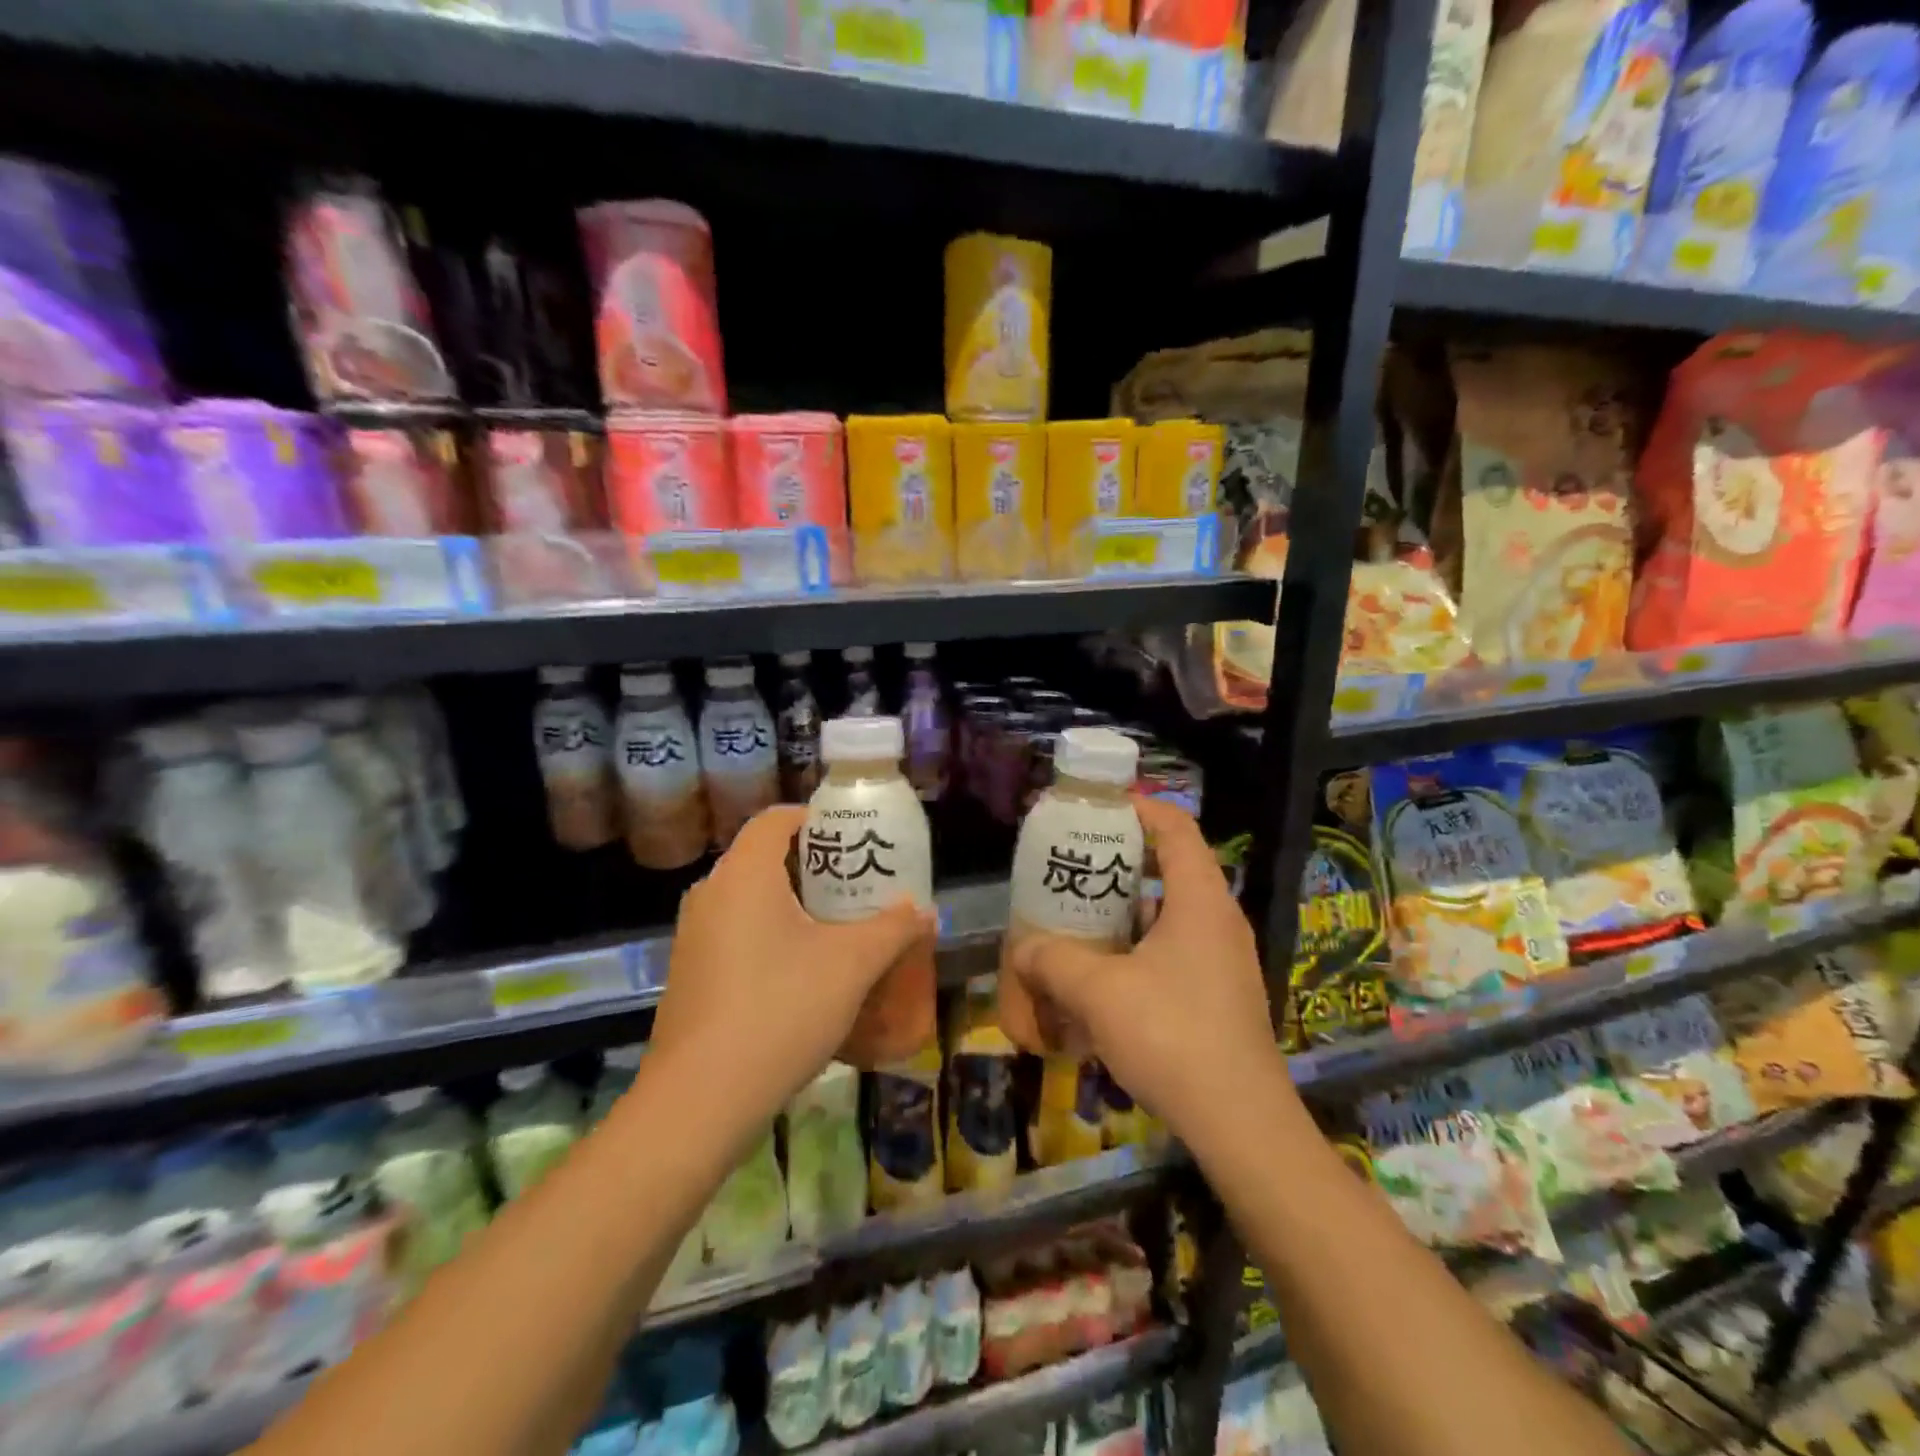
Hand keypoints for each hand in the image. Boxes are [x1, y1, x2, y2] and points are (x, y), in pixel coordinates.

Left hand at [649, 805, 935, 1146]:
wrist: (700, 1101)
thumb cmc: (780, 1010)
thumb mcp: (851, 965)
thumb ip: (893, 929)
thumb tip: (925, 910)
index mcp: (743, 874)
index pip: (777, 819)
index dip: (819, 820)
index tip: (856, 840)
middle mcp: (711, 894)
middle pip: (767, 859)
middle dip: (817, 868)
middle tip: (860, 887)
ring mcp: (695, 936)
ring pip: (752, 900)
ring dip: (797, 906)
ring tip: (841, 929)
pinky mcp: (691, 974)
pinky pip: (738, 933)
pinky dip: (773, 936)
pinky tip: (805, 973)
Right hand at [1007, 797, 1296, 1158]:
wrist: (1241, 1125)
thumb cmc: (1172, 1037)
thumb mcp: (1098, 993)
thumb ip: (1053, 960)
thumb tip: (1024, 948)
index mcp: (1200, 900)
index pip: (1175, 827)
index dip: (1138, 808)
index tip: (1096, 809)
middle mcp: (1219, 920)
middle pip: (1171, 867)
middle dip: (1120, 862)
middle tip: (1075, 867)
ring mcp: (1224, 960)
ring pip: (1170, 914)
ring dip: (1126, 911)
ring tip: (1080, 918)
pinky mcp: (1220, 995)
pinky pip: (1175, 952)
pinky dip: (1138, 949)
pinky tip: (1103, 977)